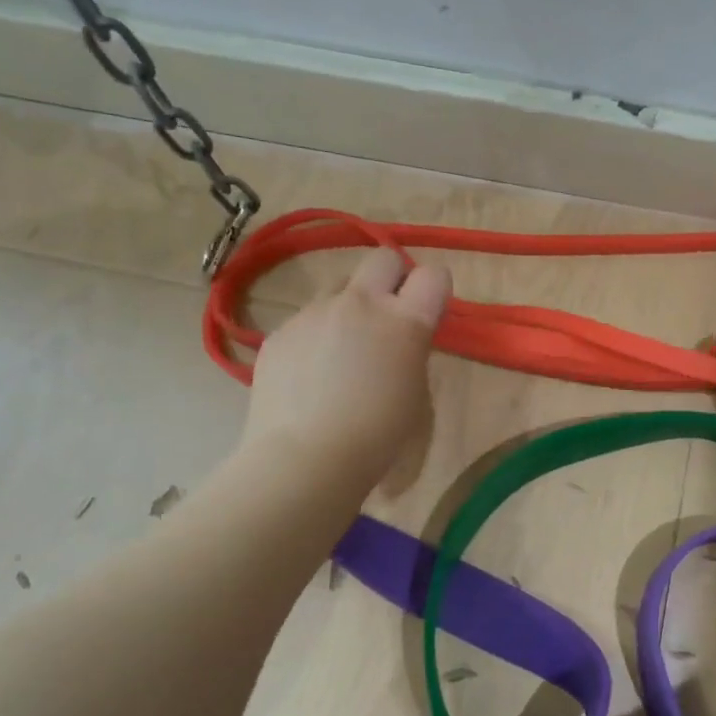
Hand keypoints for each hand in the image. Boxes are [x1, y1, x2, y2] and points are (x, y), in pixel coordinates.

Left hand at [240, 248, 451, 488]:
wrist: (305, 458)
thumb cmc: (377, 437)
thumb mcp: (415, 393)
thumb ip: (412, 351)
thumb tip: (400, 339)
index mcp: (404, 321)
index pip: (434, 274)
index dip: (434, 289)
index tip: (429, 310)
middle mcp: (359, 303)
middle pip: (383, 257)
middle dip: (392, 277)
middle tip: (389, 316)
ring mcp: (313, 313)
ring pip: (338, 287)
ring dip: (349, 306)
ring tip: (342, 351)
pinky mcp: (280, 331)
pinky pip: (306, 319)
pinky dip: (315, 336)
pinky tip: (309, 375)